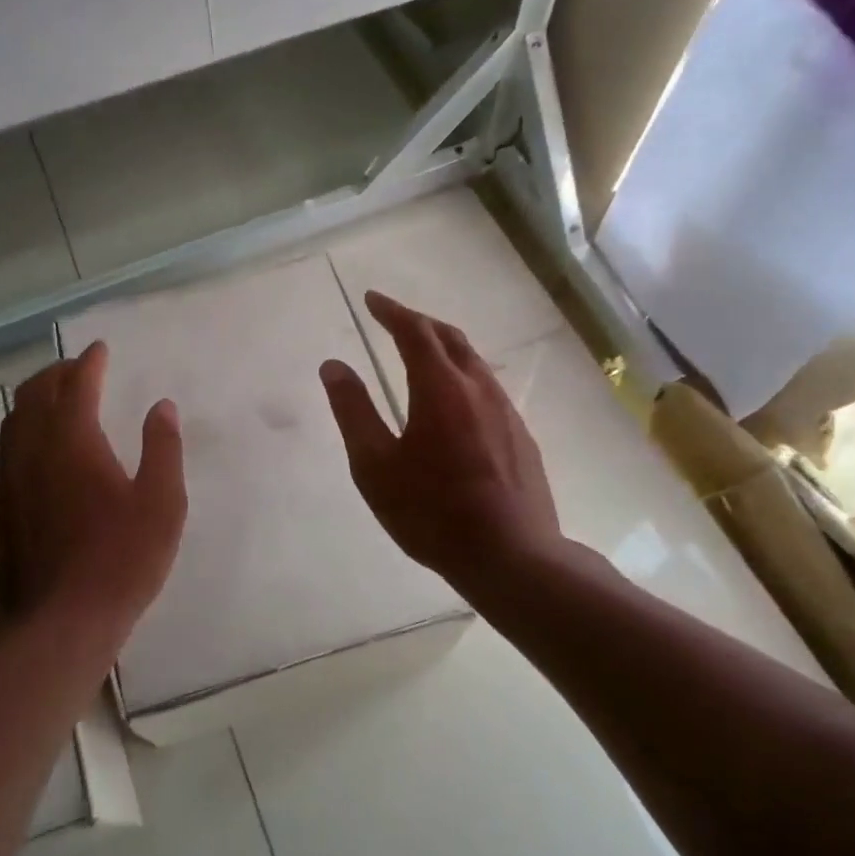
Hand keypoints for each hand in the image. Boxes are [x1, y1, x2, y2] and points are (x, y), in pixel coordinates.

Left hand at [0, 342, 186, 646]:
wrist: (59, 624)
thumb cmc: (121, 560)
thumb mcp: (162, 503)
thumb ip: (163, 449)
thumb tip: (162, 406)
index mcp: (73, 441)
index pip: (76, 385)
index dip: (89, 362)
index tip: (99, 350)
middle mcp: (33, 452)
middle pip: (34, 395)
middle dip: (55, 374)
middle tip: (76, 370)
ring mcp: (10, 482)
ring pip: (13, 423)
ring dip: (33, 401)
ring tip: (54, 401)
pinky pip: (7, 454)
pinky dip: (22, 435)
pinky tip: (37, 453)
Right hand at [320, 291, 561, 588]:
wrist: (512, 556)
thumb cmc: (432, 513)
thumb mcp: (376, 466)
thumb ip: (353, 411)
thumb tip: (333, 365)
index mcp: (440, 388)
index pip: (414, 331)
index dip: (391, 311)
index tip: (372, 299)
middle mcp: (478, 387)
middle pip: (449, 337)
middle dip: (419, 322)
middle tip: (393, 319)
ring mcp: (505, 410)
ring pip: (473, 362)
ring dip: (444, 347)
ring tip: (421, 353)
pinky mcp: (520, 435)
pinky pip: (486, 388)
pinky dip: (462, 375)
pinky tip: (454, 401)